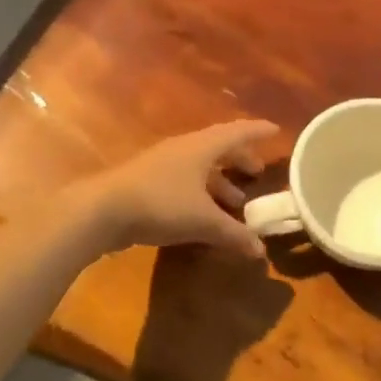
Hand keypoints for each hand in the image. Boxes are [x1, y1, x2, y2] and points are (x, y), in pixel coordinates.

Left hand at [80, 120, 277, 257]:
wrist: (103, 210)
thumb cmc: (161, 204)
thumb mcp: (203, 221)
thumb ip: (234, 234)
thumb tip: (260, 250)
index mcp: (201, 147)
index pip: (236, 132)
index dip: (257, 131)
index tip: (276, 130)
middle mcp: (183, 149)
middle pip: (217, 148)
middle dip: (239, 159)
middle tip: (256, 171)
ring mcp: (162, 165)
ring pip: (199, 167)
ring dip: (219, 182)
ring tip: (236, 202)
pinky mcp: (147, 183)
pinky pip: (183, 182)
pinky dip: (200, 194)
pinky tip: (203, 215)